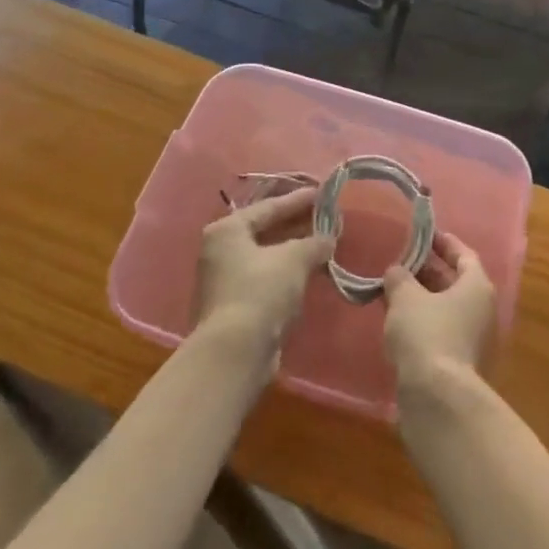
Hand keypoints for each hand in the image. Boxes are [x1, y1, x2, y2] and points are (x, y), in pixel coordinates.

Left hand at [195, 187, 333, 362]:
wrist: (234, 353)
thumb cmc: (261, 291)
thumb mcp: (294, 259)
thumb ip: (314, 243)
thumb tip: (328, 238)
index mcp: (227, 230)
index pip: (269, 207)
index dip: (298, 200)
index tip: (323, 194)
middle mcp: (220, 252)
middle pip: (266, 230)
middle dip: (297, 225)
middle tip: (326, 217)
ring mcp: (224, 281)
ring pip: (267, 257)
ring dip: (294, 251)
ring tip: (323, 243)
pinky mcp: (234, 308)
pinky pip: (266, 279)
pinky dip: (287, 274)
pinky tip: (309, 273)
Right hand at [382, 232, 497, 387]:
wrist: (437, 399)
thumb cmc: (426, 333)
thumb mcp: (405, 297)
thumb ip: (399, 278)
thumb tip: (395, 273)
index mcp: (477, 286)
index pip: (464, 255)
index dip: (444, 243)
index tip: (425, 235)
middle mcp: (481, 311)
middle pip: (455, 283)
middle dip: (428, 272)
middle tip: (401, 262)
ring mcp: (472, 341)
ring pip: (445, 310)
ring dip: (421, 300)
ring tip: (392, 290)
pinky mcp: (457, 366)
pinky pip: (439, 333)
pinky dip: (421, 324)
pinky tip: (396, 323)